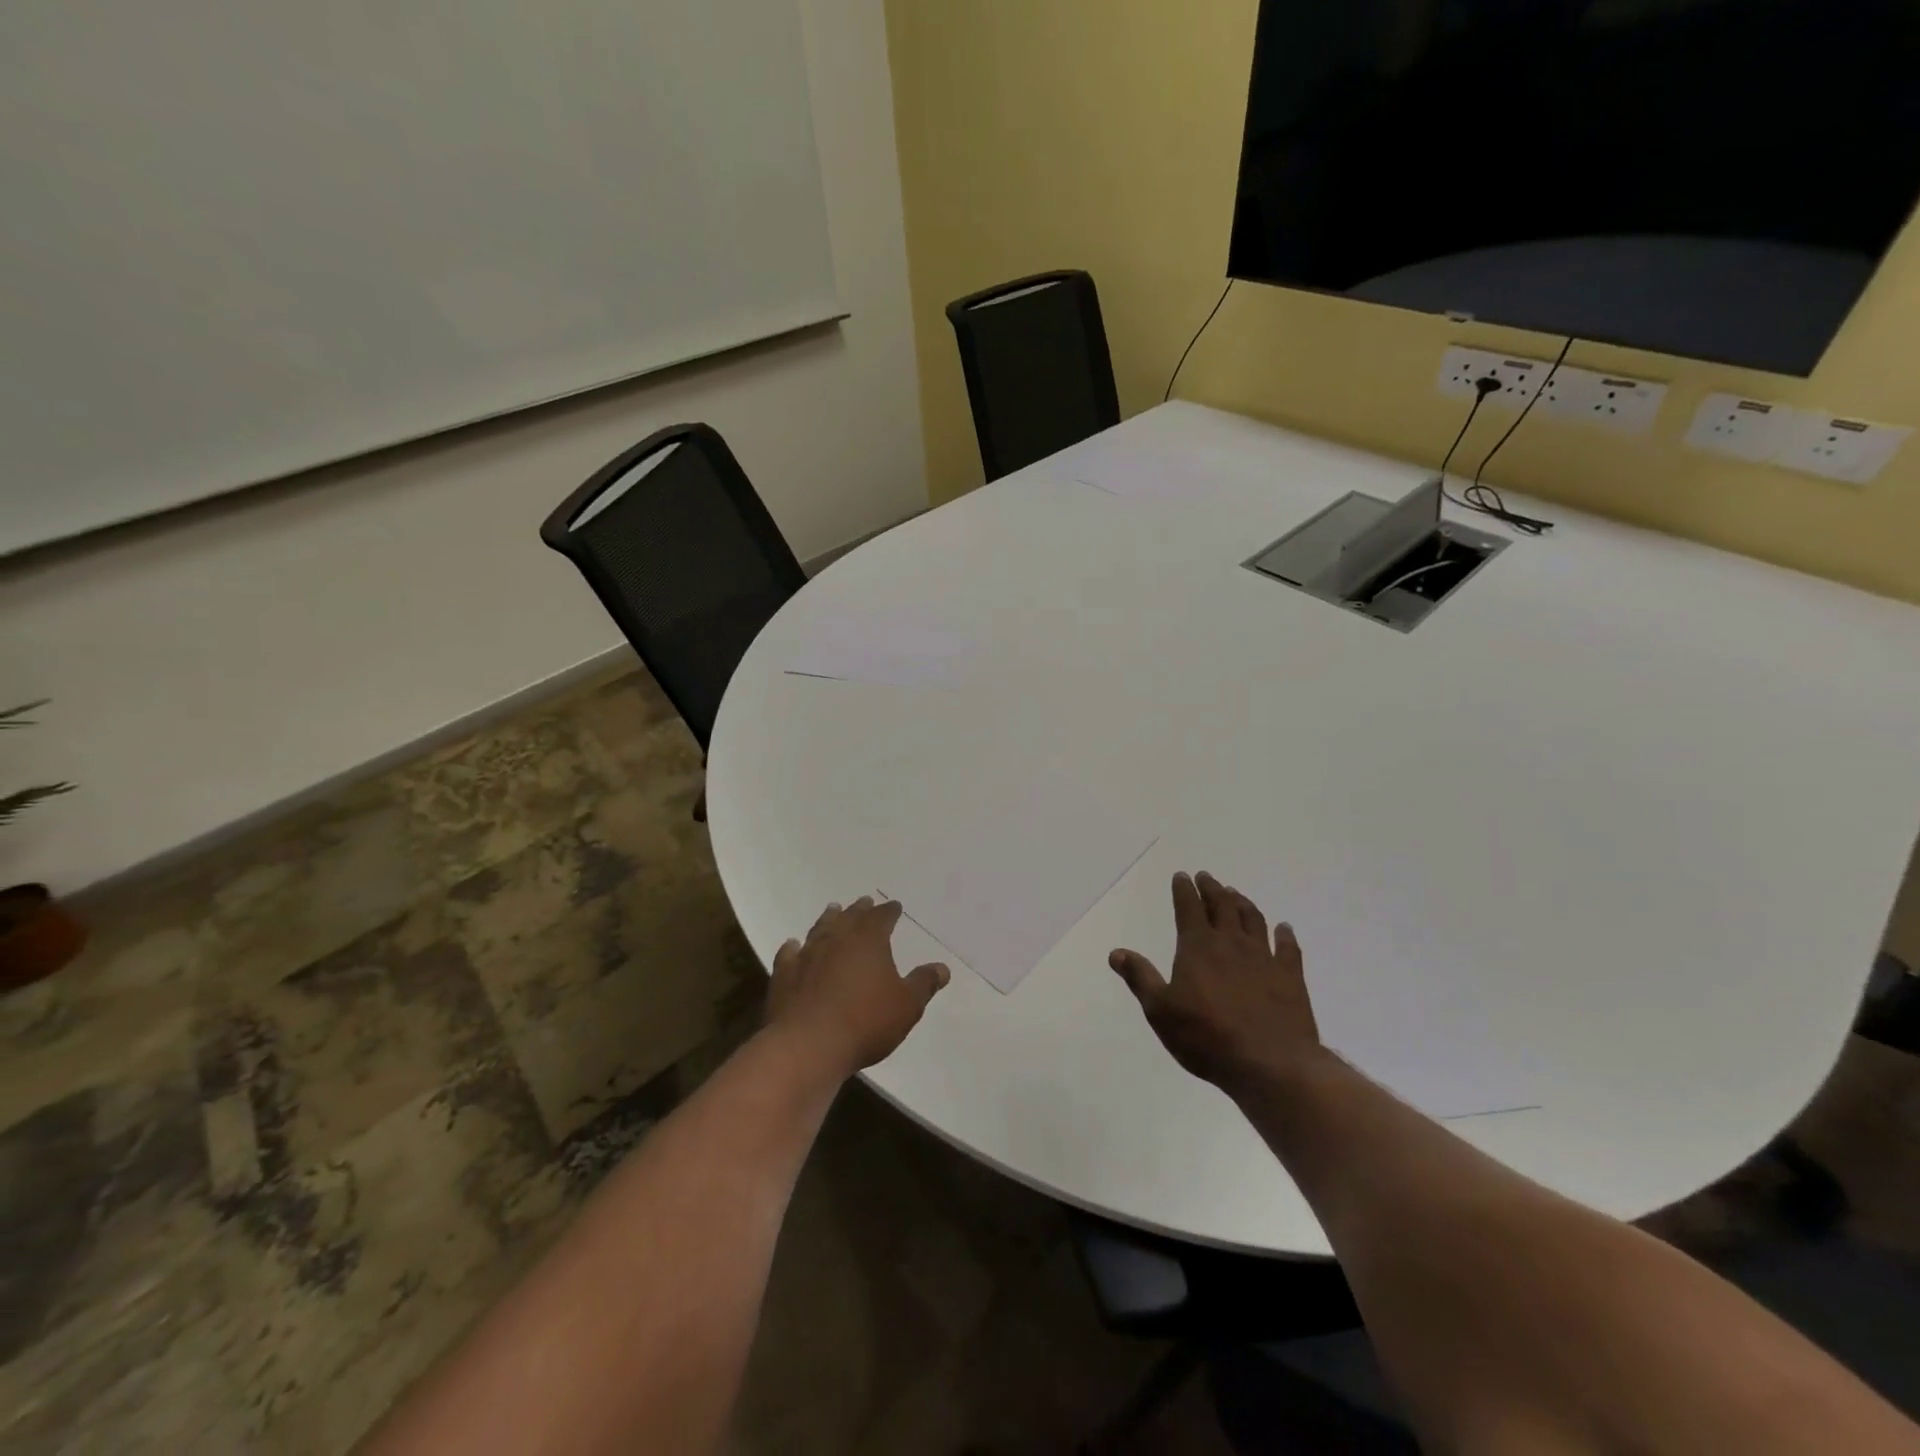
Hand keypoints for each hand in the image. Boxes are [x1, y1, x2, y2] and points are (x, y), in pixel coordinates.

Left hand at [766, 897, 950, 1078]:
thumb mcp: (907, 1006)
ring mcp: (807, 955)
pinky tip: (793, 946)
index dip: (889, 911)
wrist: (808, 1045)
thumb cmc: (866, 1022)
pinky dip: (794, 948)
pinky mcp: (784, 975)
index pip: (882, 917)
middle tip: (864, 902)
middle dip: (859, 909)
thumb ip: (923, 983)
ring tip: (833, 910)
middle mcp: (837, 939)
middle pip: (850, 917)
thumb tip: (942, 967)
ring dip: (828, 919)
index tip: (894, 906)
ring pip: (820, 929)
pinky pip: (789, 954)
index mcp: (869, 940)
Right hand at [1110, 872, 1323, 1094]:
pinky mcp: (1290, 977)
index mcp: (1198, 947)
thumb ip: (1140, 977)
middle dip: (1212, 889)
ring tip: (1235, 894)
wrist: (1270, 1064)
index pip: (1188, 908)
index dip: (1184, 890)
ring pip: (1253, 920)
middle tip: (1206, 877)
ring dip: (1242, 903)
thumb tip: (1117, 952)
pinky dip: (1285, 935)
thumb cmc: (1207, 1037)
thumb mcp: (1160, 1011)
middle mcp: (1231, 944)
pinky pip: (1288, 948)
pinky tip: (1284, 929)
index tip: (1182, 876)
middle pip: (1221, 906)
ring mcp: (1264, 958)